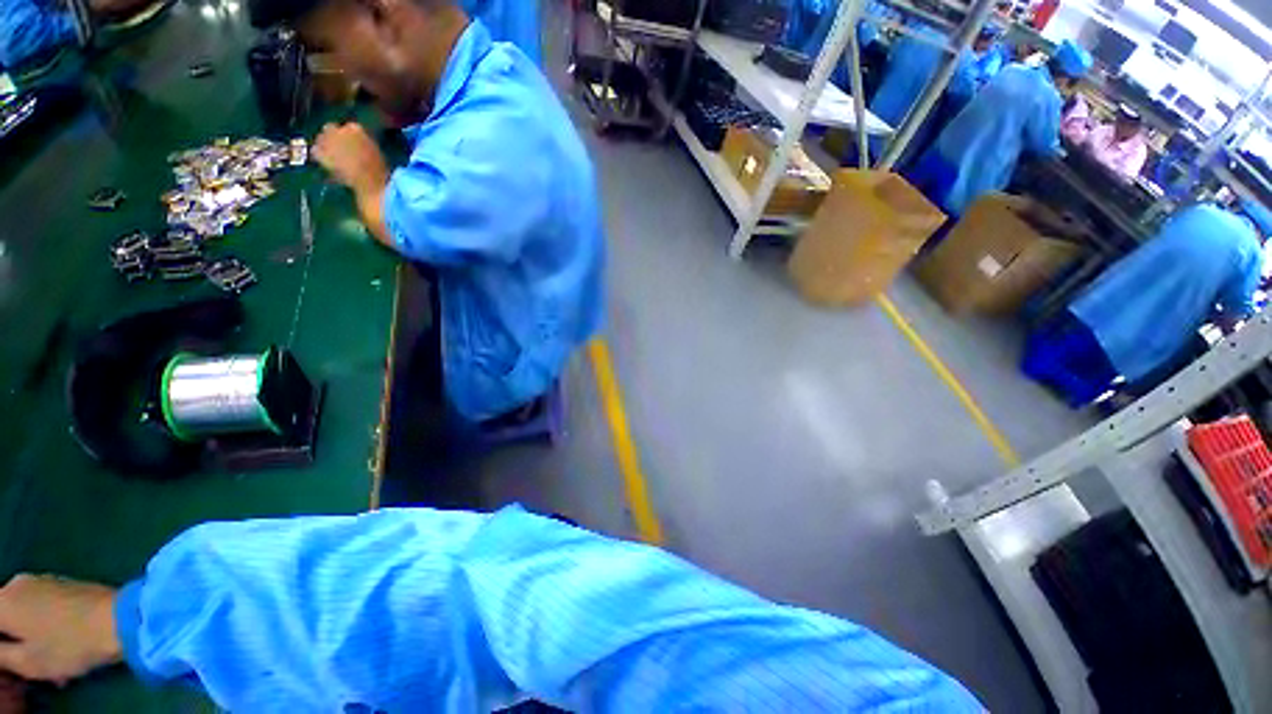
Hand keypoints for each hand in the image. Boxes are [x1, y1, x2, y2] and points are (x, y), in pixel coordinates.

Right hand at [0, 575, 121, 684]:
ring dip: (36, 641)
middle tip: (35, 668)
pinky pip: (46, 610)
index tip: (12, 658)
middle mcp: (18, 584)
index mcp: (3, 601)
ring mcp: (43, 581)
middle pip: (7, 620)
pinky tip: (68, 649)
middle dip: (17, 645)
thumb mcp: (26, 662)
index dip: (3, 645)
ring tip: (57, 667)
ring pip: (28, 617)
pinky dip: (51, 630)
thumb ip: (0, 655)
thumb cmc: (69, 645)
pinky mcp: (64, 584)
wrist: (118, 620)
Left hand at [313, 123, 389, 196]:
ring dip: (324, 145)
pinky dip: (319, 156)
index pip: (349, 128)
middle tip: (337, 149)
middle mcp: (339, 130)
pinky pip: (316, 151)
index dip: (349, 136)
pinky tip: (325, 163)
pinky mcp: (321, 153)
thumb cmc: (379, 171)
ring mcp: (328, 141)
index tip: (352, 144)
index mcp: (356, 129)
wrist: (370, 183)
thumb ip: (365, 144)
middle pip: (330, 129)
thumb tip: (360, 144)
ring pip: (321, 138)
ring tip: (332, 157)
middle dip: (332, 137)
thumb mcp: (375, 153)